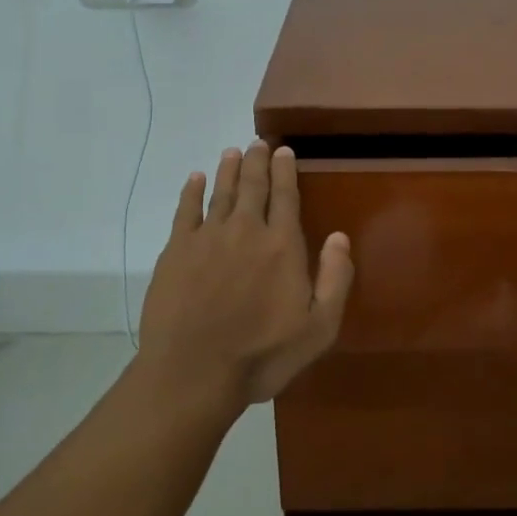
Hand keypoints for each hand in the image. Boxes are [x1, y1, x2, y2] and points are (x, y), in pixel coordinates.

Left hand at [134, 141, 353, 419]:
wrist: (193, 373)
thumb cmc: (262, 355)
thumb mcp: (318, 328)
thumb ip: (335, 279)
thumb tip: (340, 236)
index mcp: (282, 245)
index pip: (286, 196)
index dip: (285, 171)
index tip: (284, 150)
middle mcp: (246, 230)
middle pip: (253, 186)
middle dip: (257, 161)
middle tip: (259, 142)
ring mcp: (207, 237)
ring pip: (221, 192)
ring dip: (229, 169)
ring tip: (233, 151)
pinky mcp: (176, 250)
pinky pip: (185, 210)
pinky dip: (191, 191)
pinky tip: (196, 178)